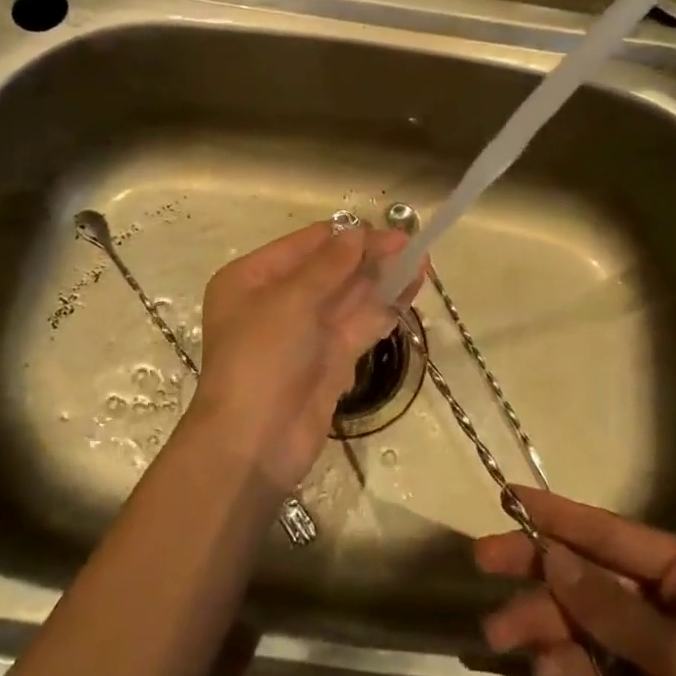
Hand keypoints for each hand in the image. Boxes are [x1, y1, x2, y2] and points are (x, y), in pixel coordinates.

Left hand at [189, 221, 421, 492]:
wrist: (253, 444)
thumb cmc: (261, 359)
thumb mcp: (290, 301)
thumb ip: (329, 265)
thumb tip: (358, 233)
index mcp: (253, 278)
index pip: (306, 245)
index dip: (347, 236)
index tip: (386, 231)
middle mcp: (277, 300)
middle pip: (331, 270)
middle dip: (370, 258)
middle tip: (414, 246)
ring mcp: (304, 332)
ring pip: (349, 298)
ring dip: (383, 280)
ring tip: (422, 263)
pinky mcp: (328, 360)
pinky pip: (358, 325)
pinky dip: (383, 309)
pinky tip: (411, 291)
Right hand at [475, 488, 675, 675]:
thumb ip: (611, 609)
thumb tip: (550, 554)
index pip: (614, 534)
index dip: (559, 516)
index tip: (507, 497)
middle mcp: (672, 605)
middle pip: (592, 576)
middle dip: (540, 572)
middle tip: (483, 562)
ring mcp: (656, 656)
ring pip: (584, 622)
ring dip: (542, 624)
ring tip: (497, 636)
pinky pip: (591, 668)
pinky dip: (563, 664)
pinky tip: (537, 665)